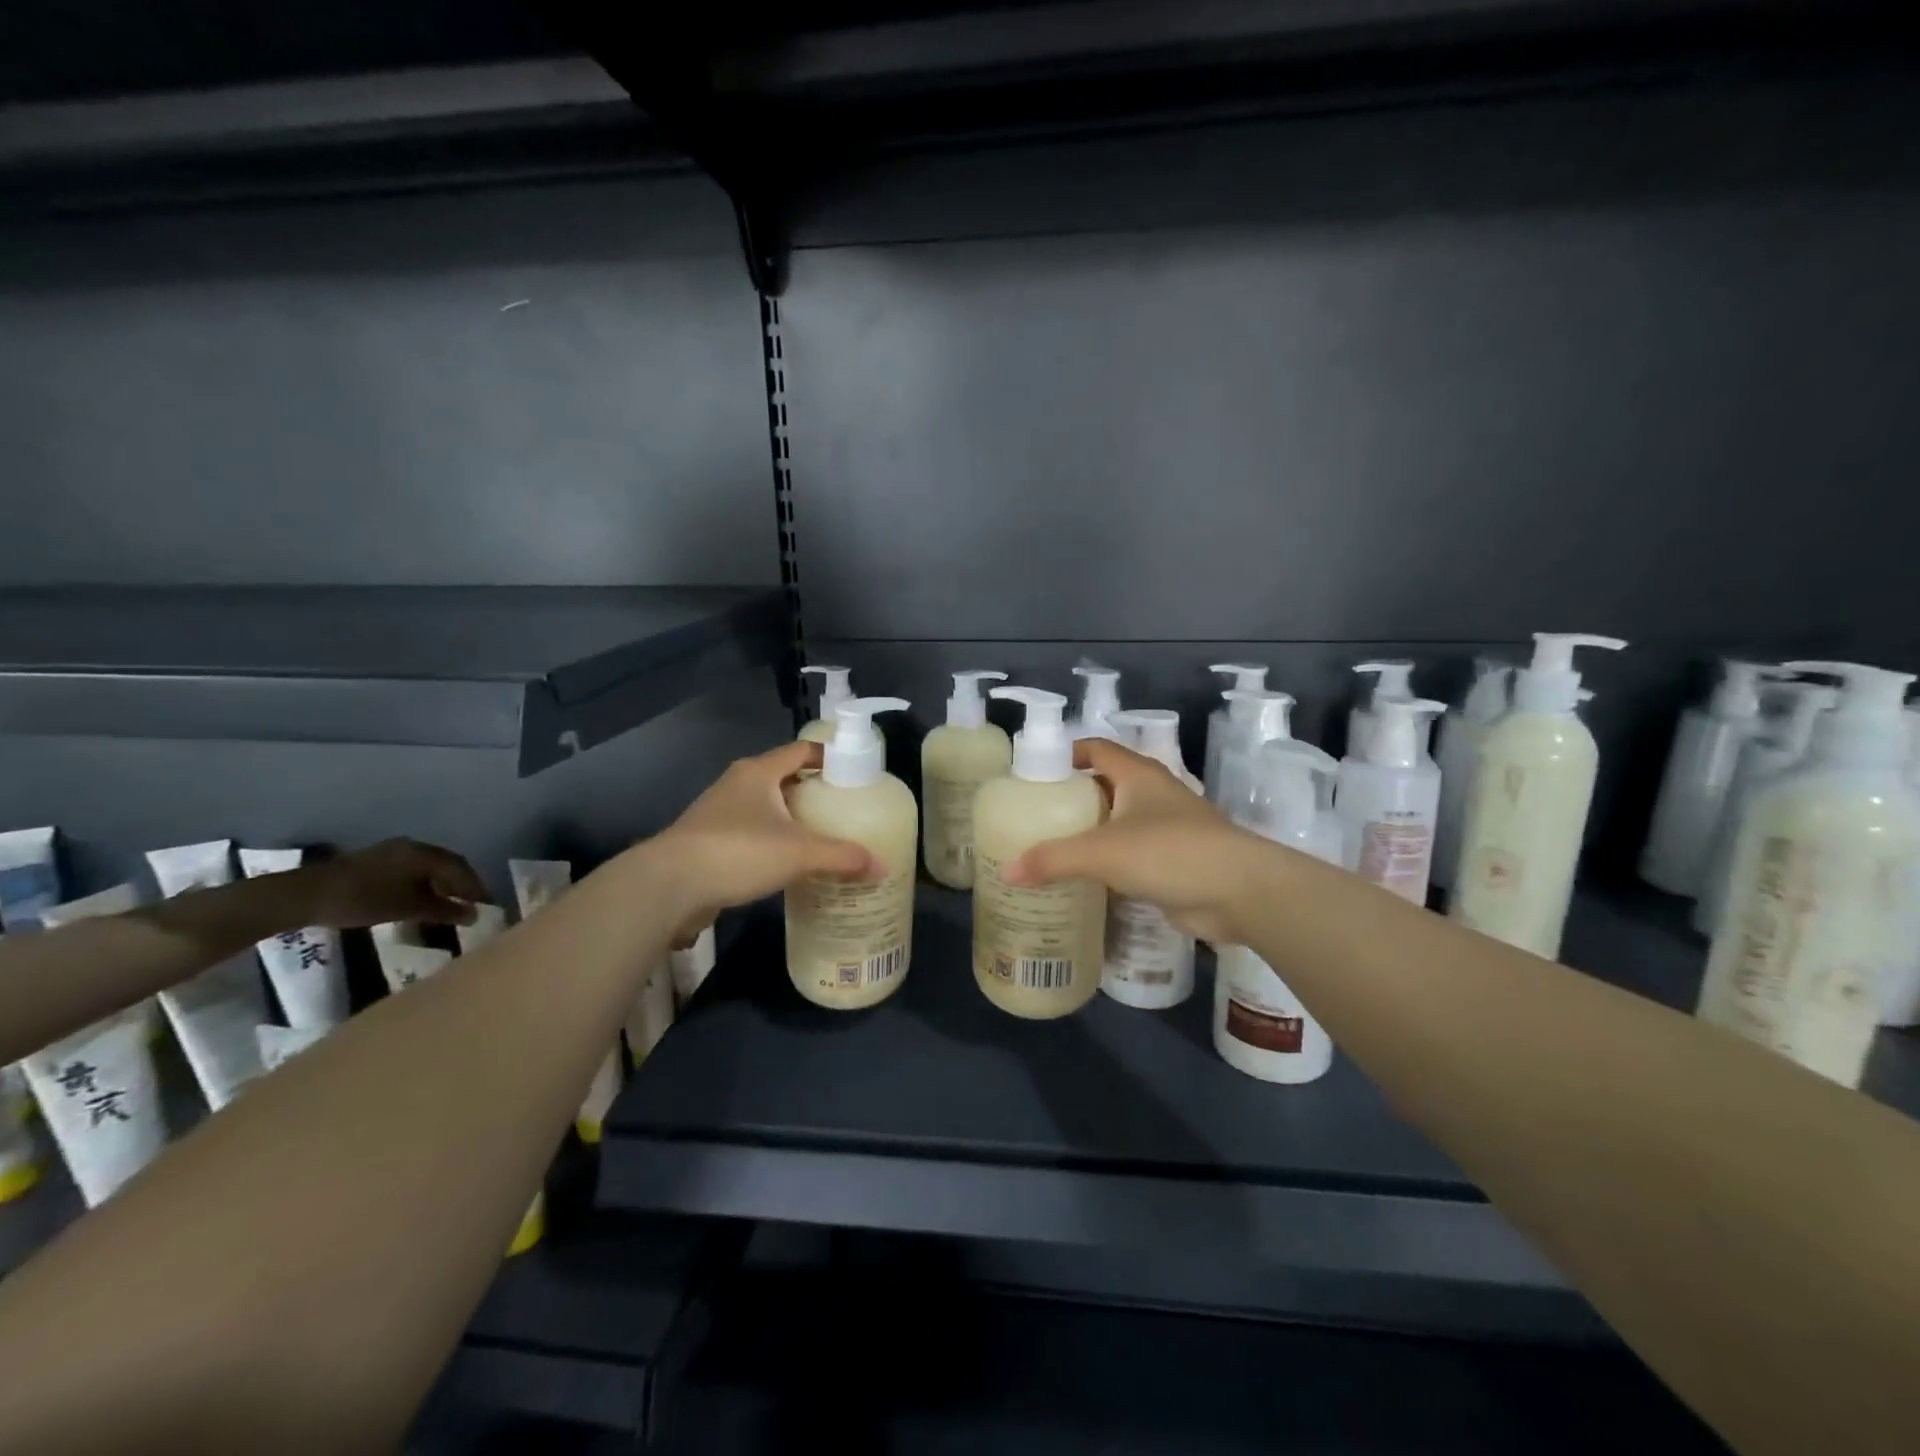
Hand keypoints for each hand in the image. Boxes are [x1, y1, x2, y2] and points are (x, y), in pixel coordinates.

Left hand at [301, 839, 488, 928]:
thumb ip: (444, 910)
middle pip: (447, 865)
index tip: (488, 905)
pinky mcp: (377, 862)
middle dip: (462, 884)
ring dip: (443, 885)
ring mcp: (392, 852)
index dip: (476, 887)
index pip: (461, 868)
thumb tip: (474, 915)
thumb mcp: (408, 908)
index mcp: (424, 853)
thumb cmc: (363, 900)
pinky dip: (425, 884)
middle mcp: (413, 847)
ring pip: (429, 868)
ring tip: (451, 904)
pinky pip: (413, 870)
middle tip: (473, 904)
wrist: (305, 896)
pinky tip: (423, 898)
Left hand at [647, 740, 877, 935]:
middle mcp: (737, 784)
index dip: (827, 756)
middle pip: (783, 778)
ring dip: (789, 819)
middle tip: (843, 810)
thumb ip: (842, 857)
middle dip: (812, 792)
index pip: (800, 750)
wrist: (668, 885)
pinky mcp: (707, 842)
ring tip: (820, 838)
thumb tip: (882, 866)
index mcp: (758, 772)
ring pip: (764, 808)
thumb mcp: (799, 852)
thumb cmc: (738, 851)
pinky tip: (787, 865)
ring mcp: (717, 813)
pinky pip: (749, 834)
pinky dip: (770, 843)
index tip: (853, 772)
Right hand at [1004, 739, 1260, 944]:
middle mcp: (1152, 794)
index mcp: (1137, 774)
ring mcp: (1167, 827)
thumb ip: (1053, 859)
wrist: (1240, 891)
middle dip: (1071, 798)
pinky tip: (1084, 879)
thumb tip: (1007, 872)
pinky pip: (1131, 853)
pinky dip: (1109, 862)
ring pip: (1118, 822)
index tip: (1033, 773)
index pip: (1095, 748)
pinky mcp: (1174, 860)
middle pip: (1104, 785)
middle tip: (1034, 817)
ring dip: (1090, 832)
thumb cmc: (1168, 852)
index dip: (1065, 753)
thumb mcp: (1102, 852)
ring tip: (1050, 848)